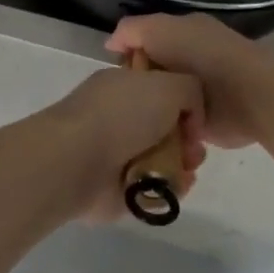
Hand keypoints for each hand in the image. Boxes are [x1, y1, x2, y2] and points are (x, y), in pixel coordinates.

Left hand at [45, 64, 206, 220]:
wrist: (78, 160)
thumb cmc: (122, 115)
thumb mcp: (168, 84)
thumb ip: (190, 90)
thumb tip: (191, 117)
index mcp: (124, 84)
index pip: (161, 88)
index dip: (184, 102)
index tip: (195, 118)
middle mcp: (120, 115)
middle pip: (166, 126)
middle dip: (187, 138)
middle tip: (195, 150)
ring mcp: (117, 152)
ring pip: (163, 157)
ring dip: (182, 165)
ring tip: (188, 170)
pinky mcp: (118, 187)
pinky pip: (154, 187)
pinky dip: (169, 188)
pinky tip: (177, 187)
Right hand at [106, 14, 273, 149]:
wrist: (251, 96)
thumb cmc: (205, 57)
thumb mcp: (161, 30)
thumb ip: (133, 31)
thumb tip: (111, 44)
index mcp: (183, 33)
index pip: (145, 43)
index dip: (128, 57)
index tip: (114, 76)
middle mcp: (190, 61)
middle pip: (152, 74)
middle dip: (138, 88)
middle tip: (122, 105)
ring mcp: (198, 93)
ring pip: (162, 102)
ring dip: (152, 113)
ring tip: (133, 126)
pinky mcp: (204, 122)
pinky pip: (175, 126)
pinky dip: (165, 131)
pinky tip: (152, 139)